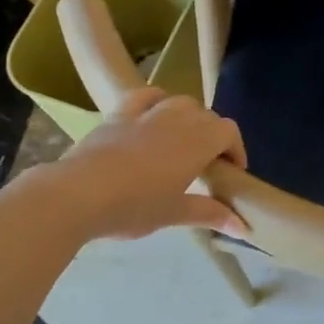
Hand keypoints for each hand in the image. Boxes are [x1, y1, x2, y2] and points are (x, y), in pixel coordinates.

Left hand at [46, 88, 249, 241]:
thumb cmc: (134, 207)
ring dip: (189, 117)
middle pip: (206, 116)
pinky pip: (145, 96)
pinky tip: (154, 114)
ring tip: (183, 141)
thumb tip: (244, 227)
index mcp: (197, 143)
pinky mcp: (118, 114)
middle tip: (208, 165)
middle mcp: (177, 120)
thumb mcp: (174, 214)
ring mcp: (146, 113)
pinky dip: (157, 100)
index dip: (235, 149)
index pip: (228, 132)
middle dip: (214, 136)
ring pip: (179, 102)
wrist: (79, 194)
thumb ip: (210, 214)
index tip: (231, 173)